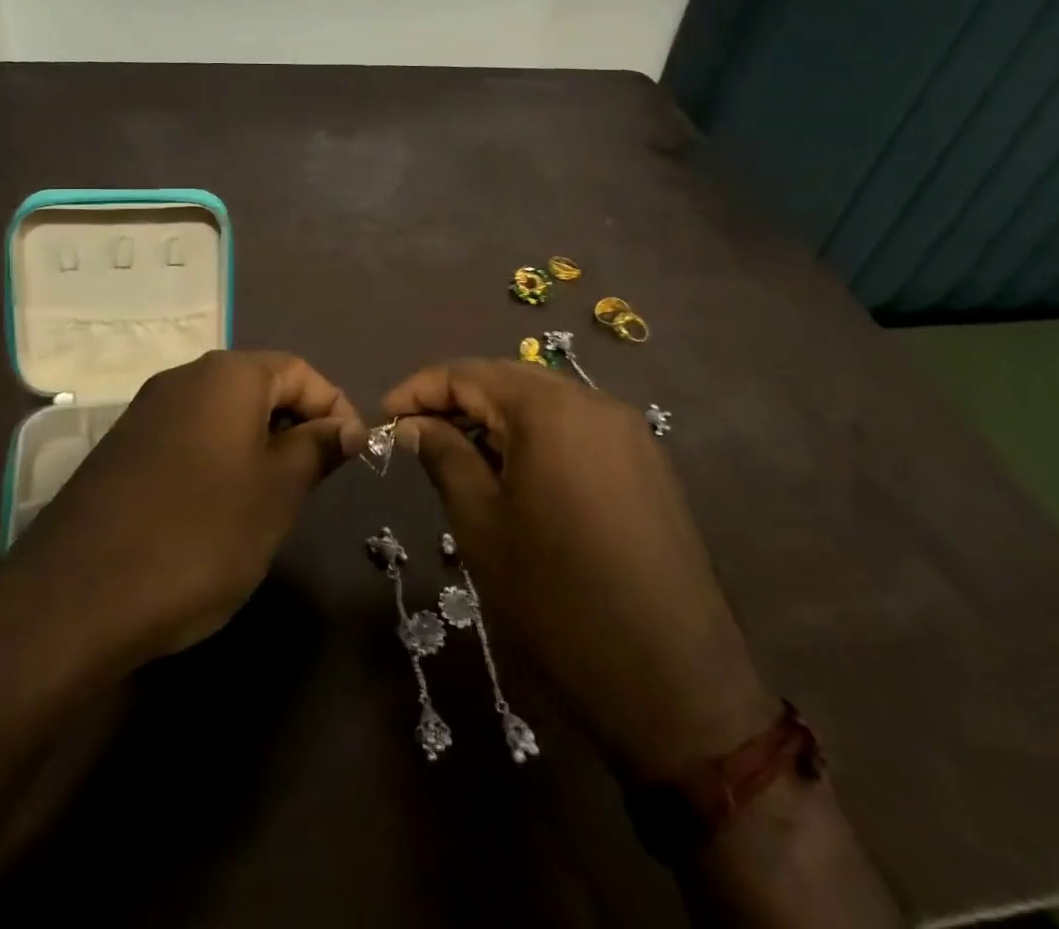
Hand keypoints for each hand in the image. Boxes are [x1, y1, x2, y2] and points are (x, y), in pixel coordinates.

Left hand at [16, 350, 364, 665]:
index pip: (299, 371)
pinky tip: (217, 511)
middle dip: (295, 427)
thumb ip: (318, 449)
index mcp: (227, 375)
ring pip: (223, 415)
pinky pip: (188, 438)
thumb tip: (348, 427)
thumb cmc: (199, 535)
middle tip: (313, 482)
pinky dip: (218, 461)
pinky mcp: (122, 448)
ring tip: (271, 501)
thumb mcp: (277, 493)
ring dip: (258, 446)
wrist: (76, 598)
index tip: (352, 454)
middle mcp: (183, 377)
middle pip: (259, 387)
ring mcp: (146, 411)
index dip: (334, 407)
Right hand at [384, 359, 777, 781]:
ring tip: (458, 455)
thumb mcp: (482, 525)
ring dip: (496, 420)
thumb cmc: (557, 600)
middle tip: (415, 434)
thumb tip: (412, 424)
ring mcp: (629, 433)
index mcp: (550, 409)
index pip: (469, 373)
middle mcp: (595, 403)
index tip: (384, 418)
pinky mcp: (648, 466)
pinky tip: (515, 475)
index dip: (419, 389)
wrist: (674, 684)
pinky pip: (577, 430)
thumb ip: (443, 456)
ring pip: (546, 404)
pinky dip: (536, 439)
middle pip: (509, 380)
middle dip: (457, 400)